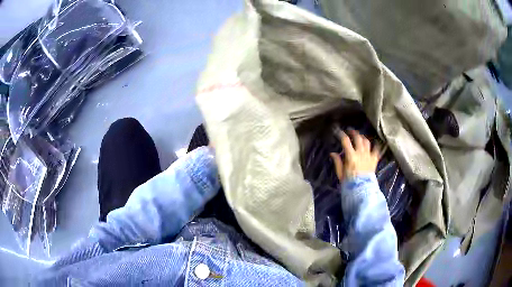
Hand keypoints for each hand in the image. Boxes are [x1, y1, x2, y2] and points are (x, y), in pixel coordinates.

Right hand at [330, 129, 381, 181]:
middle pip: (358, 138)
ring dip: (363, 137)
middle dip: (353, 132)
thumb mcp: (340, 173)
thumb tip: (333, 153)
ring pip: (366, 142)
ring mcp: (369, 156)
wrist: (362, 190)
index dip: (341, 134)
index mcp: (351, 156)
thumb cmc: (349, 183)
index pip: (345, 141)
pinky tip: (374, 144)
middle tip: (350, 131)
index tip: (338, 131)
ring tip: (360, 137)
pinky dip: (375, 145)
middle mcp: (361, 153)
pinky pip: (376, 149)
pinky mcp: (374, 160)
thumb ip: (337, 162)